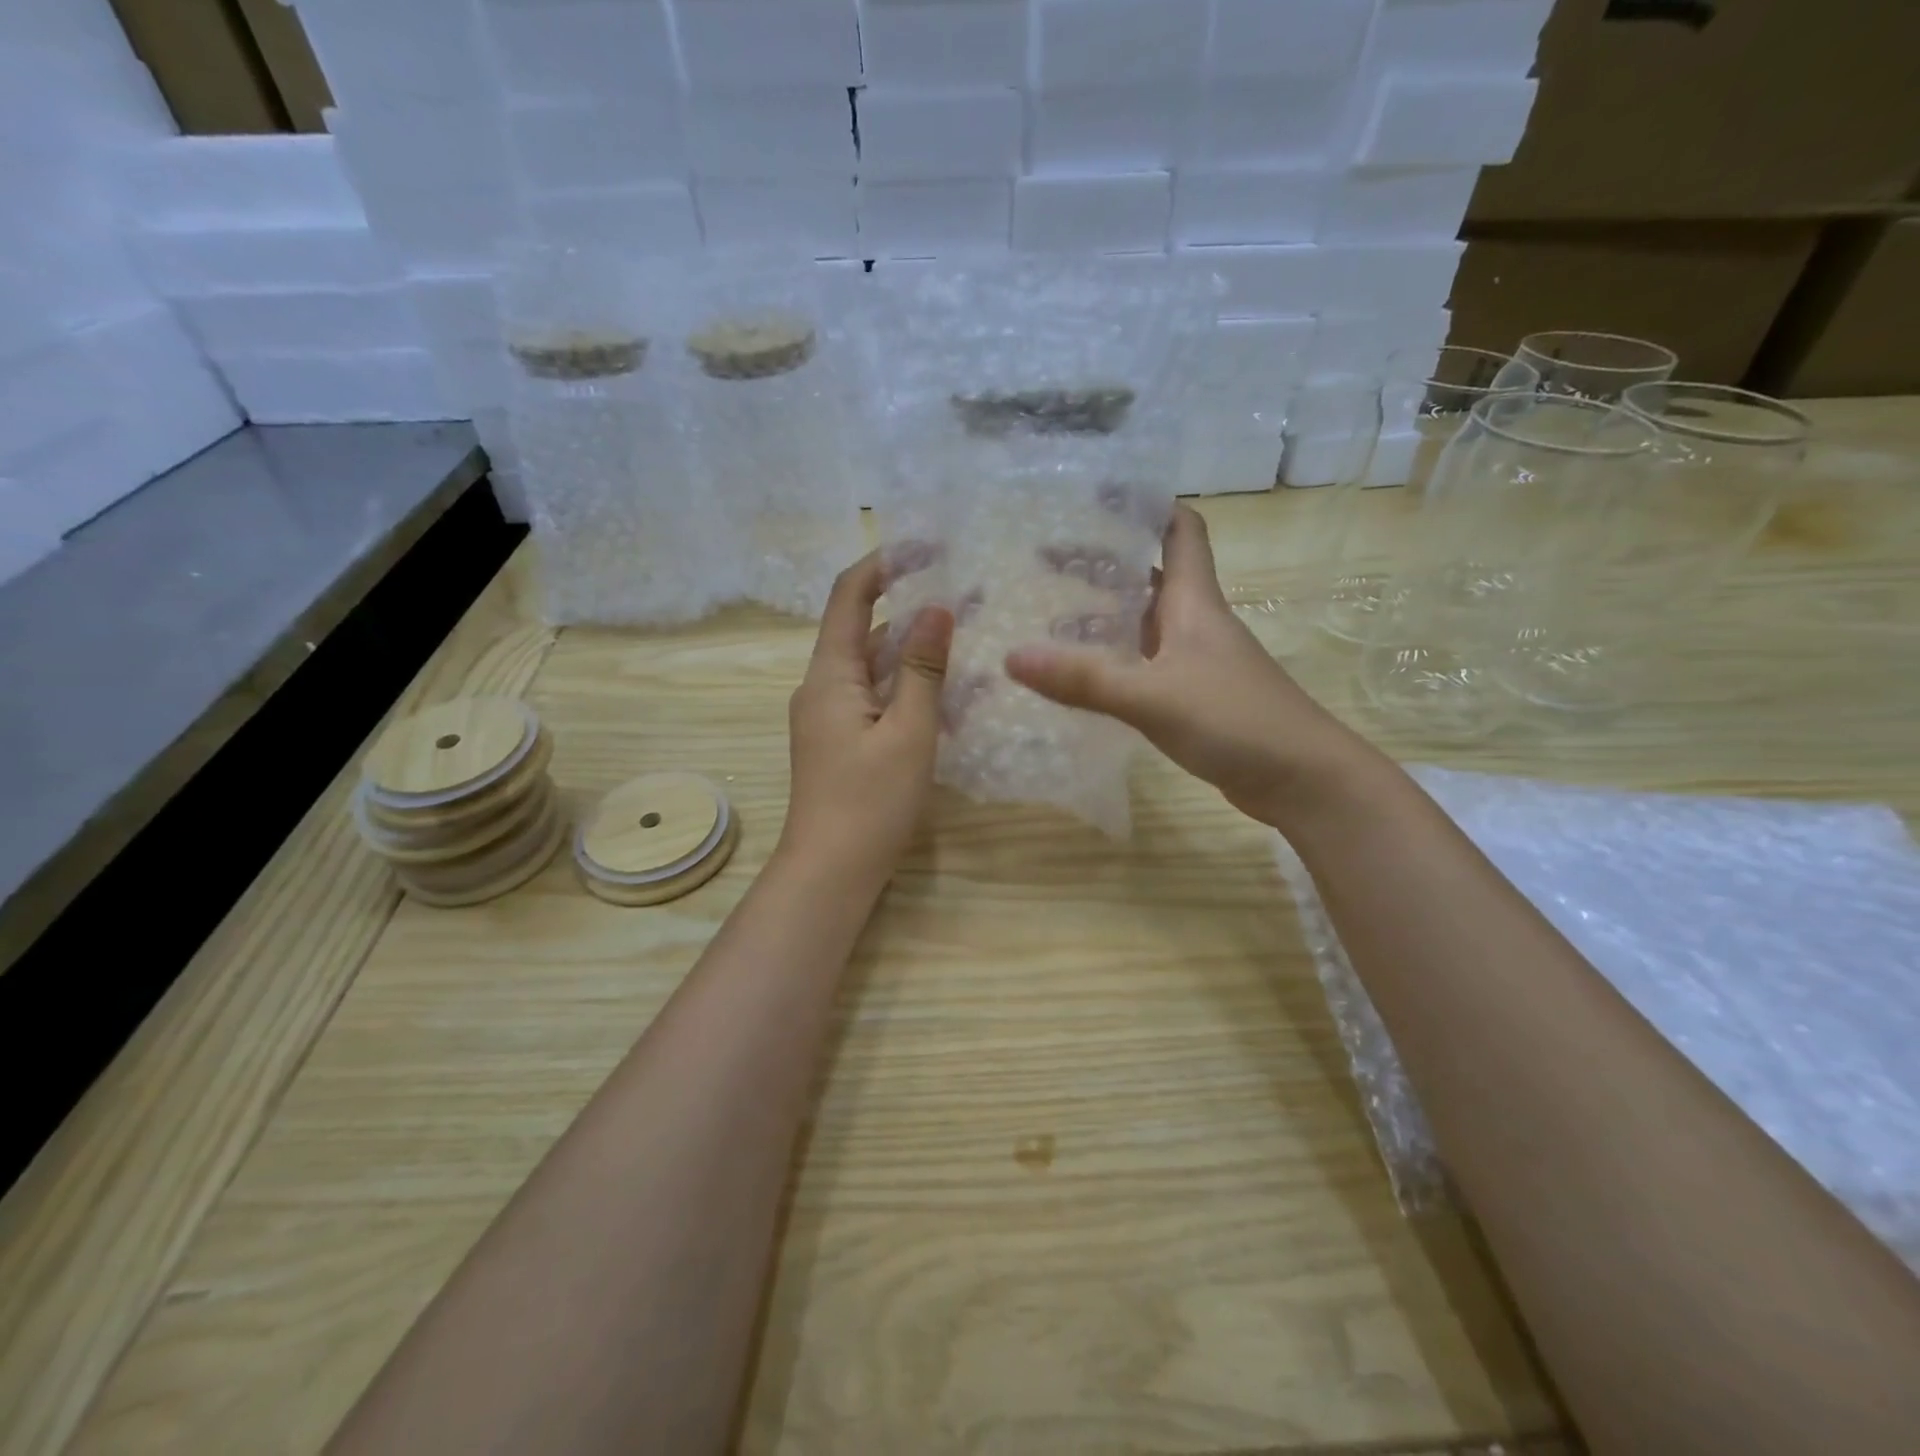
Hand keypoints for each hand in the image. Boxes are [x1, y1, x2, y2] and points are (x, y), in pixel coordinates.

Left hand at [779, 552, 954, 890]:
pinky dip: (906, 690)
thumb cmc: (870, 801)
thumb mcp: (908, 731)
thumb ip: (923, 669)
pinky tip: (946, 697)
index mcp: (829, 675)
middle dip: (910, 612)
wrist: (831, 872)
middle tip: (966, 601)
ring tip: (965, 643)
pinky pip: (875, 699)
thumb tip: (937, 607)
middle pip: (863, 632)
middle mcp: (822, 688)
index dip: (883, 565)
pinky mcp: (841, 742)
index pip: (849, 597)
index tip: (927, 547)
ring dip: (912, 655)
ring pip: (873, 669)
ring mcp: (829, 717)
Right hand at [1005, 505, 1371, 827]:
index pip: (1180, 531)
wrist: (1301, 779)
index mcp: (1193, 603)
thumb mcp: (1153, 696)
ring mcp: (1196, 662)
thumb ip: (1085, 679)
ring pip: (1144, 623)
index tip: (1100, 494)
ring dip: (1105, 614)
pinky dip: (1114, 661)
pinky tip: (1081, 675)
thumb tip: (1011, 657)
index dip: (1148, 505)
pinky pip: (1145, 665)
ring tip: (1048, 612)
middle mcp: (1195, 623)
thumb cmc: (1235, 720)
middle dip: (1103, 562)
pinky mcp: (1194, 698)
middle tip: (1044, 558)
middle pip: (1148, 576)